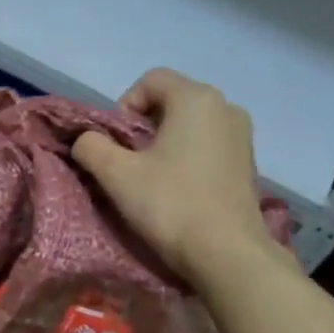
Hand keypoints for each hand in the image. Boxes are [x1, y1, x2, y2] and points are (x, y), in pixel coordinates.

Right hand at [72, 68, 280, 283]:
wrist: (226, 252)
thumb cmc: (170, 206)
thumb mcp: (117, 176)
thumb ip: (92, 148)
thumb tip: (86, 140)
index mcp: (196, 98)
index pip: (151, 80)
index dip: (124, 106)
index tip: (116, 145)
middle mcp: (225, 106)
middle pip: (172, 101)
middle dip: (144, 128)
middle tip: (128, 165)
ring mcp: (242, 136)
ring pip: (191, 126)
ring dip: (165, 145)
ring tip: (152, 181)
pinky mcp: (247, 164)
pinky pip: (208, 147)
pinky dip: (188, 160)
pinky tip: (178, 192)